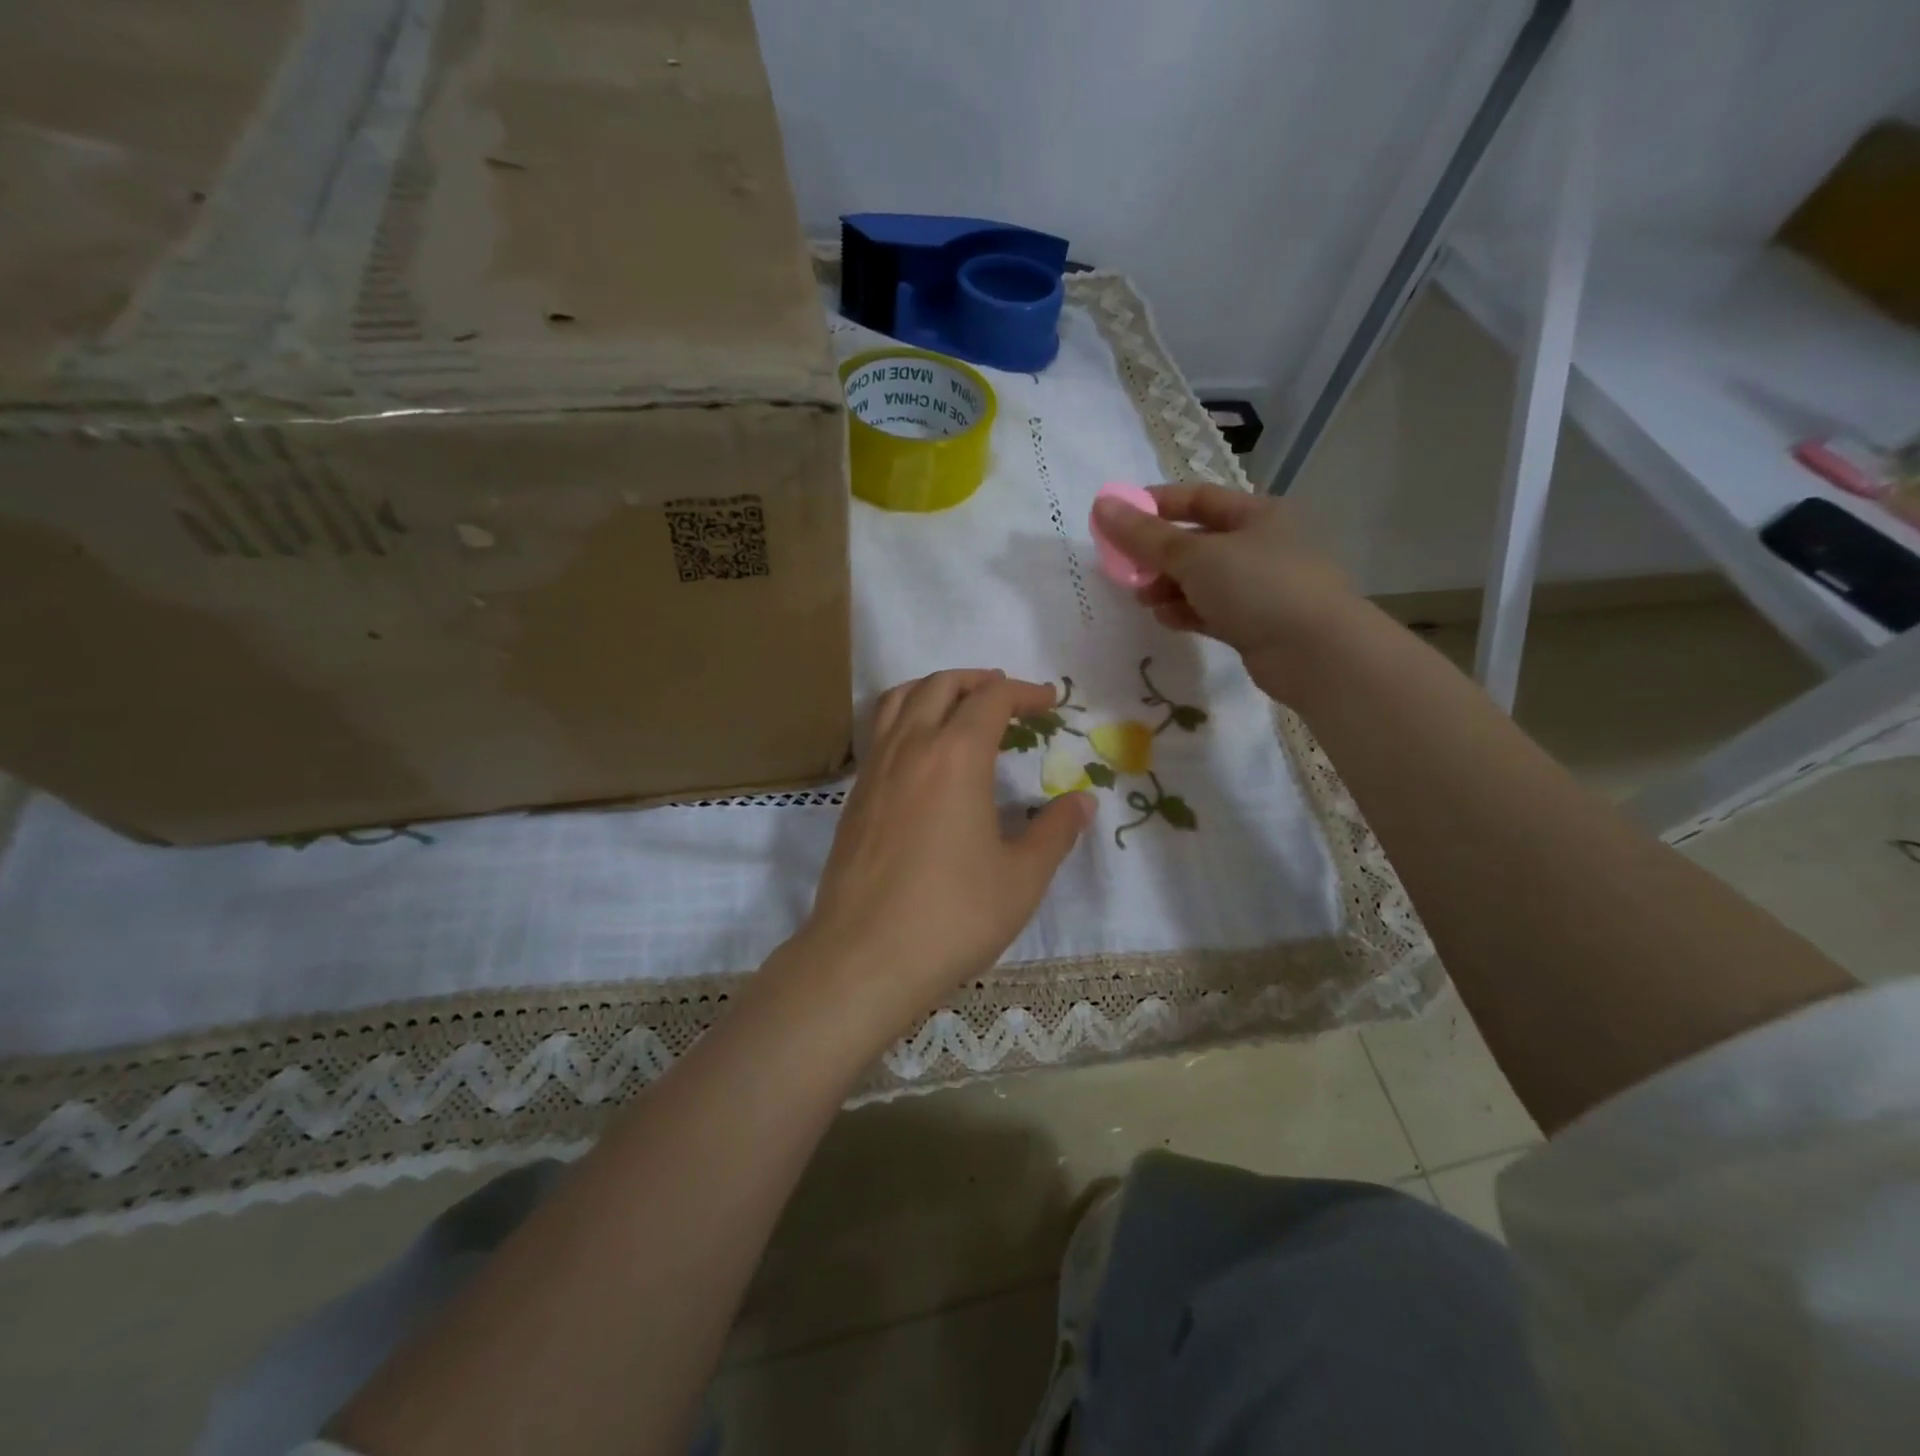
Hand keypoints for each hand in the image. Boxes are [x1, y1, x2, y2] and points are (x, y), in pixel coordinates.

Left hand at [792, 670, 1093, 1043]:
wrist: (864, 957)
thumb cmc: (952, 916)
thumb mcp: (1021, 878)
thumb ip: (1055, 832)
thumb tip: (1082, 801)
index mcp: (955, 756)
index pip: (991, 700)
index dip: (1025, 693)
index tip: (1050, 702)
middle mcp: (911, 748)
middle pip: (941, 686)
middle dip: (979, 681)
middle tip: (1008, 696)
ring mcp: (875, 769)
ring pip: (900, 700)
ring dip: (935, 689)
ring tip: (960, 705)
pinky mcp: (855, 795)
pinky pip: (881, 732)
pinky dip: (906, 717)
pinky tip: (922, 752)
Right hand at [1091, 484, 1359, 701]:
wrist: (1315, 652)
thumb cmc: (1258, 586)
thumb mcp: (1195, 556)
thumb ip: (1145, 536)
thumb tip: (1101, 505)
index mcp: (1256, 514)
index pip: (1197, 498)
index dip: (1155, 505)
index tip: (1116, 518)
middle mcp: (1260, 545)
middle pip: (1195, 542)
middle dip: (1157, 555)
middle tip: (1125, 569)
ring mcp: (1259, 587)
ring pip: (1200, 580)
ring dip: (1168, 586)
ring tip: (1144, 599)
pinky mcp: (1254, 623)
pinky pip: (1210, 610)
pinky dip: (1186, 611)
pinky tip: (1167, 620)